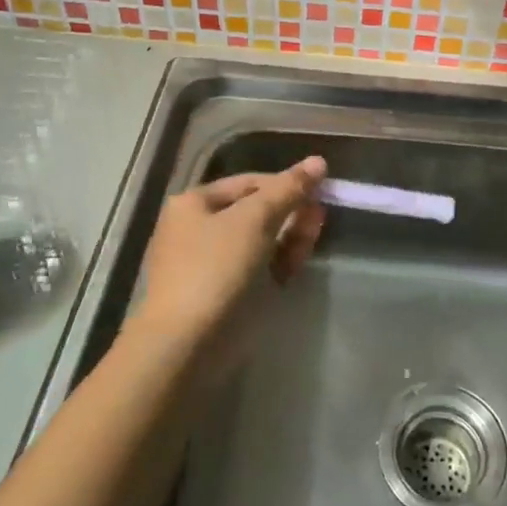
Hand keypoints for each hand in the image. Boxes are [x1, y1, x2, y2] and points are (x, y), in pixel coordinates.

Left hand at [126, 156, 326, 374]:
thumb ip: (288, 189)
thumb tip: (318, 161)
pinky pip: (255, 268)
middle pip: (254, 210)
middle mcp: (197, 228)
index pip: (249, 182)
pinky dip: (276, 262)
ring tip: (313, 238)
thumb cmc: (216, 269)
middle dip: (290, 211)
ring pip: (258, 240)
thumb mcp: (254, 220)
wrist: (185, 345)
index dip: (285, 183)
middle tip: (321, 216)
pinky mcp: (222, 294)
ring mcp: (209, 263)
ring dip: (288, 236)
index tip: (319, 192)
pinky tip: (296, 264)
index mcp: (194, 203)